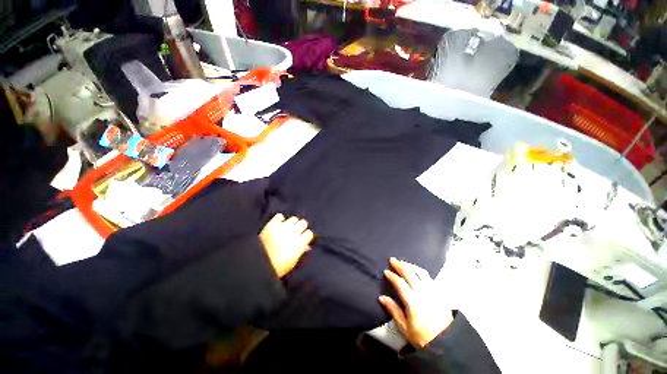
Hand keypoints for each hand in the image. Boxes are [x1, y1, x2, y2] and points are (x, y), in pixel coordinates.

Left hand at [260, 214, 313, 277]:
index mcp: (300, 243)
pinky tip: (279, 223)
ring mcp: (283, 226)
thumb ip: (301, 251)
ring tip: (288, 227)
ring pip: (294, 218)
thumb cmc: (278, 267)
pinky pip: (280, 216)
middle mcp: (294, 232)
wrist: (258, 263)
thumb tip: (307, 246)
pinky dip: (280, 219)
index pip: (309, 233)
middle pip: (303, 223)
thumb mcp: (293, 262)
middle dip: (301, 227)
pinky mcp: (273, 223)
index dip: (306, 235)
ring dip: (292, 222)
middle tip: (297, 231)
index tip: (304, 238)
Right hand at [379, 258, 453, 347]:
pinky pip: (428, 276)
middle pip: (410, 274)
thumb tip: (381, 297)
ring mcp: (432, 291)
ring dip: (410, 265)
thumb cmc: (422, 337)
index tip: (386, 271)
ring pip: (420, 272)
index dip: (392, 276)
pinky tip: (415, 269)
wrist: (446, 342)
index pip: (400, 283)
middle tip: (392, 260)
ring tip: (402, 262)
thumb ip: (393, 310)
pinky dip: (419, 270)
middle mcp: (423, 293)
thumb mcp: (405, 328)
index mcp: (413, 302)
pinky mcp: (438, 292)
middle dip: (400, 265)